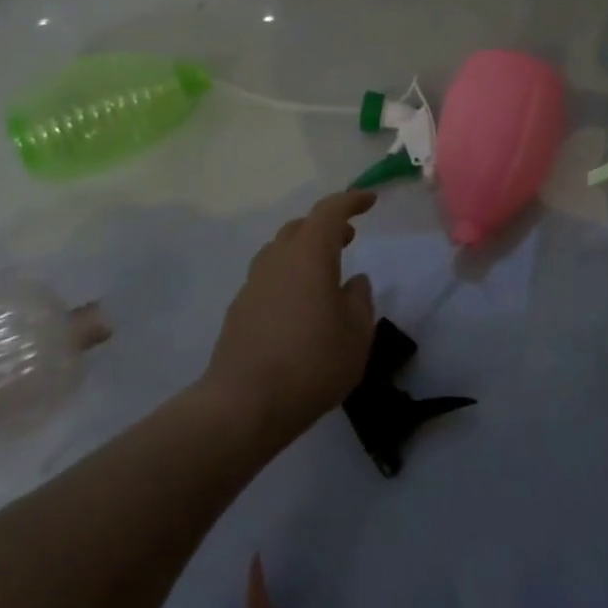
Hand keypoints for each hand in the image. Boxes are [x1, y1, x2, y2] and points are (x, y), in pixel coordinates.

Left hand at [204, 191, 377, 447]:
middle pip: (301, 227)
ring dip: (304, 251)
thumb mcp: (356, 334)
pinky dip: (288, 278)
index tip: (369, 201)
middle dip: (326, 227)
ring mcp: (253, 284)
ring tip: (324, 273)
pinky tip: (299, 307)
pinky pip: (268, 278)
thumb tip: (355, 282)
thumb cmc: (312, 363)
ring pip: (280, 251)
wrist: (243, 405)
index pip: (330, 211)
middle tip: (348, 239)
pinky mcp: (239, 310)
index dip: (351, 201)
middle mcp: (277, 260)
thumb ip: (360, 300)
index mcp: (310, 254)